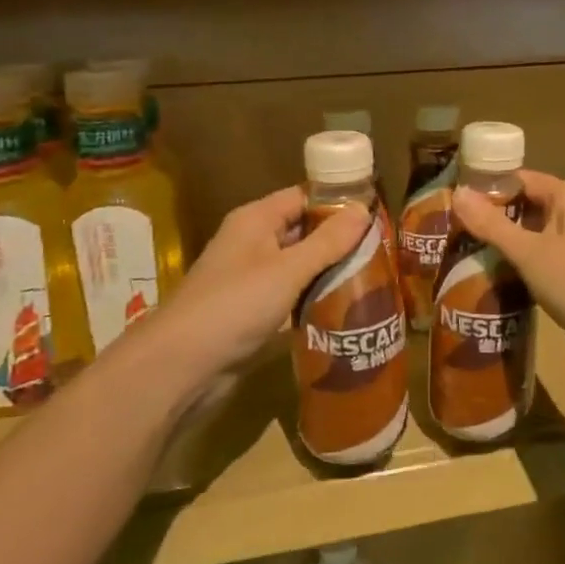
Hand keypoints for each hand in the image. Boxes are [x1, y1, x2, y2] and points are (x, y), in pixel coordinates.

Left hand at [134, 186, 369, 382]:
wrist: (181, 366)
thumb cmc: (235, 305)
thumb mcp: (288, 269)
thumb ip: (327, 241)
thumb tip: (363, 209)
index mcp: (256, 220)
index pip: (303, 197)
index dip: (338, 202)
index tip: (377, 214)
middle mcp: (252, 243)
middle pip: (303, 231)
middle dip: (339, 239)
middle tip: (383, 250)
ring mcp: (251, 279)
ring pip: (299, 265)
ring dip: (330, 271)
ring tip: (374, 277)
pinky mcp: (252, 311)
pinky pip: (291, 295)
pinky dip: (314, 297)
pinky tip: (345, 307)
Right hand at [451, 171, 564, 340]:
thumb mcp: (528, 250)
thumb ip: (492, 224)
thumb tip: (457, 193)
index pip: (521, 179)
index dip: (488, 187)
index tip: (454, 200)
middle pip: (526, 206)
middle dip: (492, 218)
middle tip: (452, 228)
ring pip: (532, 235)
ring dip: (504, 243)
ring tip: (463, 251)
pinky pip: (539, 259)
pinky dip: (518, 265)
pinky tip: (491, 276)